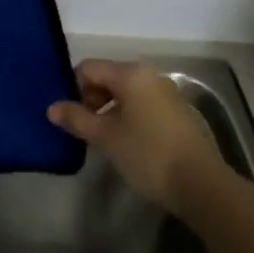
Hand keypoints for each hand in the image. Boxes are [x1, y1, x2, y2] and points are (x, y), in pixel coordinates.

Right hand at [48, 60, 227, 216]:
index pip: (88, 68)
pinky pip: (144, 104)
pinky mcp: (178, 111)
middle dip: (93, 100)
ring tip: (109, 141)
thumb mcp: (106, 137)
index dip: (74, 90)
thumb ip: (76, 119)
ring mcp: (166, 92)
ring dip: (111, 111)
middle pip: (108, 77)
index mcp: (130, 73)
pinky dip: (131, 117)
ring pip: (126, 93)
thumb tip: (52, 108)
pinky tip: (133, 145)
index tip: (75, 118)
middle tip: (90, 131)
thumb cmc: (148, 154)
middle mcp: (149, 74)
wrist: (202, 184)